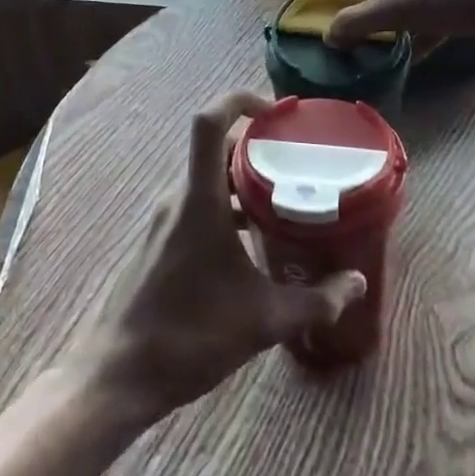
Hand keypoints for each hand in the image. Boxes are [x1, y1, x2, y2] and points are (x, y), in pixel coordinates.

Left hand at [76, 91, 365, 426]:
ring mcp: (165, 219)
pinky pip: (198, 204)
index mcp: (199, 199)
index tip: (276, 112)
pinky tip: (252, 240)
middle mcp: (179, 198)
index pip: (209, 121)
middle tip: (298, 160)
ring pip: (208, 178)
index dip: (239, 100)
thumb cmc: (189, 336)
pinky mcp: (160, 240)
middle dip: (257, 147)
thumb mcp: (263, 321)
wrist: (117, 375)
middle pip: (216, 148)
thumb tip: (357, 284)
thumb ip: (315, 301)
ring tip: (284, 199)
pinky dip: (227, 206)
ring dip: (243, 180)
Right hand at [325, 0, 474, 48]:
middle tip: (356, 30)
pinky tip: (418, 51)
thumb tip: (328, 35)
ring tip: (384, 43)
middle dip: (366, 3)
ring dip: (394, 15)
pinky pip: (434, 2)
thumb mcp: (397, 9)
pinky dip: (421, 24)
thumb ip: (358, 22)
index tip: (330, 12)